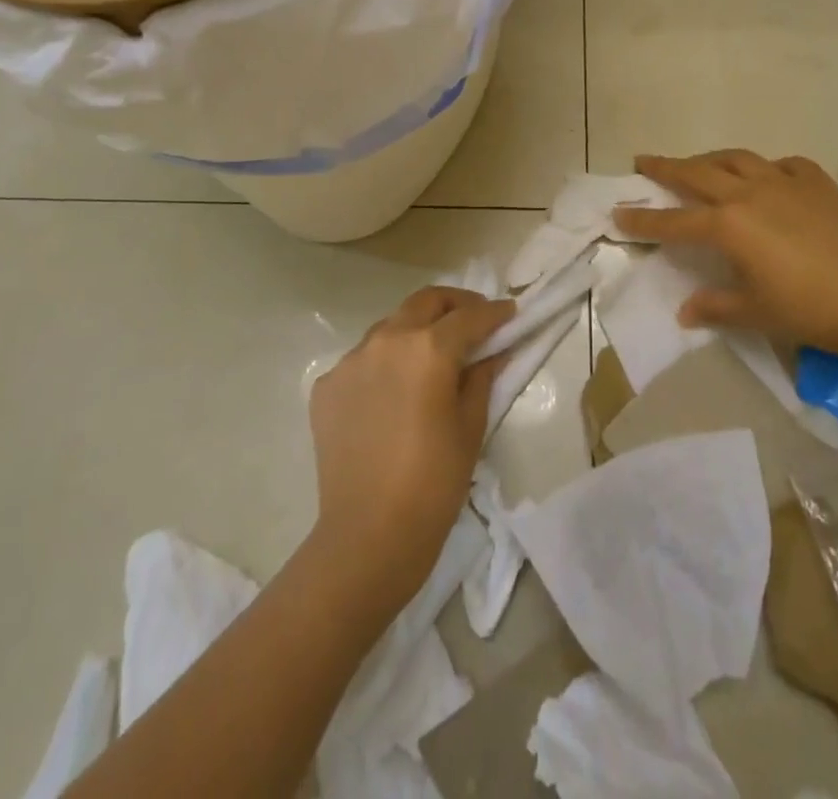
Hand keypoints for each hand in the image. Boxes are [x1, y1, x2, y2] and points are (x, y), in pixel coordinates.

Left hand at [308, 287, 512, 606]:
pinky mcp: (327, 385)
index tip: (510, 313)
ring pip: (391, 326)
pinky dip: (385, 363)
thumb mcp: (471, 427)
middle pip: (425, 302)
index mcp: (427, 349)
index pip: (469, 316)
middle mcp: (386, 340)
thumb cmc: (433, 483)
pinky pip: (363, 360)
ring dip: (416, 330)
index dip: (494, 313)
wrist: (367, 536)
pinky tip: (394, 393)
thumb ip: (483, 377)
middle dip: (454, 304)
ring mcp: (350, 360)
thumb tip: (495, 350)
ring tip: (432, 357)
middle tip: (474, 320)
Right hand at [612, 150, 837, 365]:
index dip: (642, 219)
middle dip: (666, 167)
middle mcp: (750, 194)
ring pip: (737, 159)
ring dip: (710, 159)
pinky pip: (782, 165)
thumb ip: (715, 307)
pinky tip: (767, 176)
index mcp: (729, 225)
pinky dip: (765, 168)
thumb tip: (685, 312)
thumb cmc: (811, 311)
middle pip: (697, 172)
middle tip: (643, 160)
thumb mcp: (756, 313)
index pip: (673, 220)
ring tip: (698, 163)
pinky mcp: (819, 184)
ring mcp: (786, 183)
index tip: (617, 212)